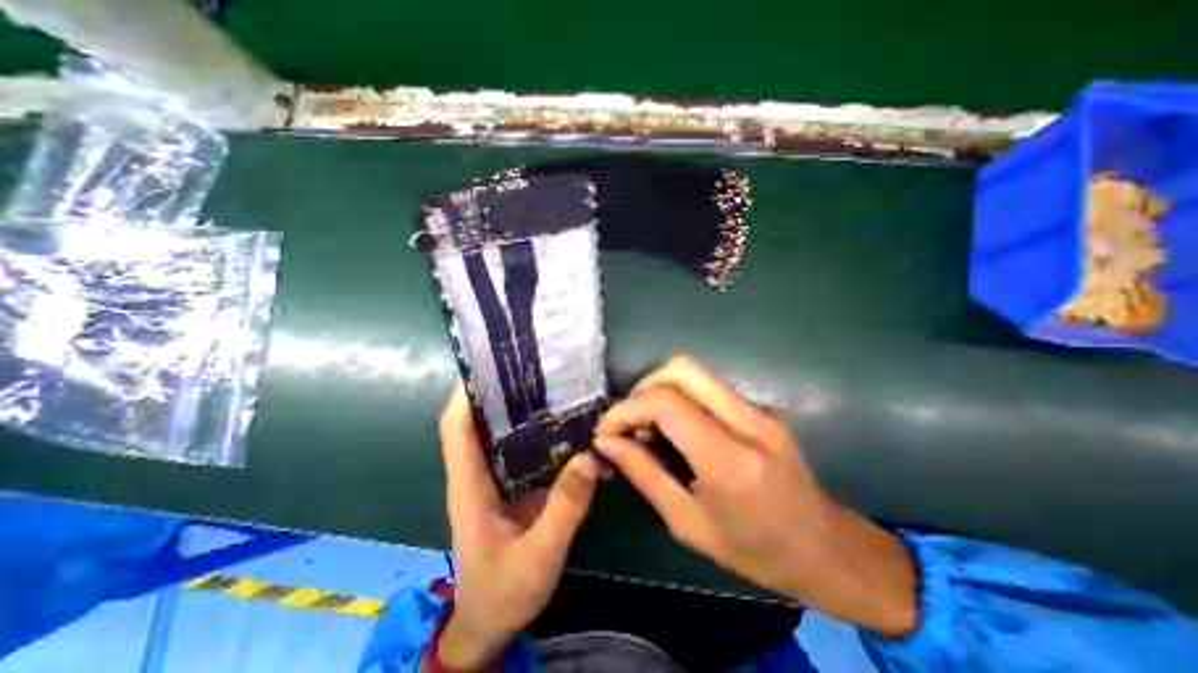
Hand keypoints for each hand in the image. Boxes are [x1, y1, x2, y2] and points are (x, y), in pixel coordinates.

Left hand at [434, 381, 604, 669]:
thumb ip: (564, 509)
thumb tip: (589, 456)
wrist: (494, 620)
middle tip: (537, 368)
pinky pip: (534, 451)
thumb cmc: (503, 592)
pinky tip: (576, 429)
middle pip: (486, 421)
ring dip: (531, 410)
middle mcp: (483, 472)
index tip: (484, 364)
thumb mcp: (537, 557)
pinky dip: (551, 437)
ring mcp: (503, 478)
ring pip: (511, 433)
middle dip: (505, 391)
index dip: (463, 394)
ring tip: (561, 389)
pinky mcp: (521, 485)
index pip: (457, 429)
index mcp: (470, 485)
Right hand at [592, 356, 919, 637]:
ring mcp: (760, 409)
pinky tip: (676, 429)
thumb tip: (607, 441)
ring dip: (660, 391)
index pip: (667, 403)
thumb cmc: (755, 550)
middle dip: (643, 387)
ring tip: (648, 427)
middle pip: (682, 368)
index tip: (607, 430)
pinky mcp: (760, 406)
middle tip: (630, 421)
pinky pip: (708, 387)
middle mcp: (749, 421)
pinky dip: (680, 398)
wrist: (825, 548)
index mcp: (730, 460)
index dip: (626, 409)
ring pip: (695, 373)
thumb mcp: (688, 523)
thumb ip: (644, 474)